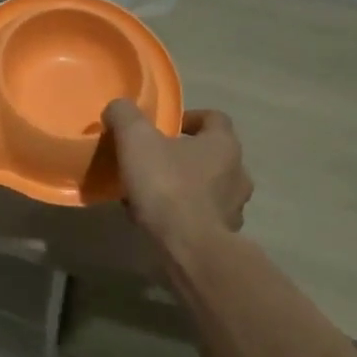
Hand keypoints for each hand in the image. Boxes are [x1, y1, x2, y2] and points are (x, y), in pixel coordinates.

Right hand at [100, 100, 252, 247]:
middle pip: (212, 155)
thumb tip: (118, 108)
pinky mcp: (223, 238)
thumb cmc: (167, 185)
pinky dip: (182, 215)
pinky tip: (155, 220)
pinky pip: (201, 217)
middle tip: (154, 159)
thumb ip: (125, 116)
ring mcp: (234, 208)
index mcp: (223, 144)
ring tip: (150, 193)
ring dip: (184, 187)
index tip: (166, 126)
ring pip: (207, 188)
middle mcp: (237, 174)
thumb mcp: (136, 139)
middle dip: (184, 155)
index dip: (190, 118)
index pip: (215, 118)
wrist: (188, 249)